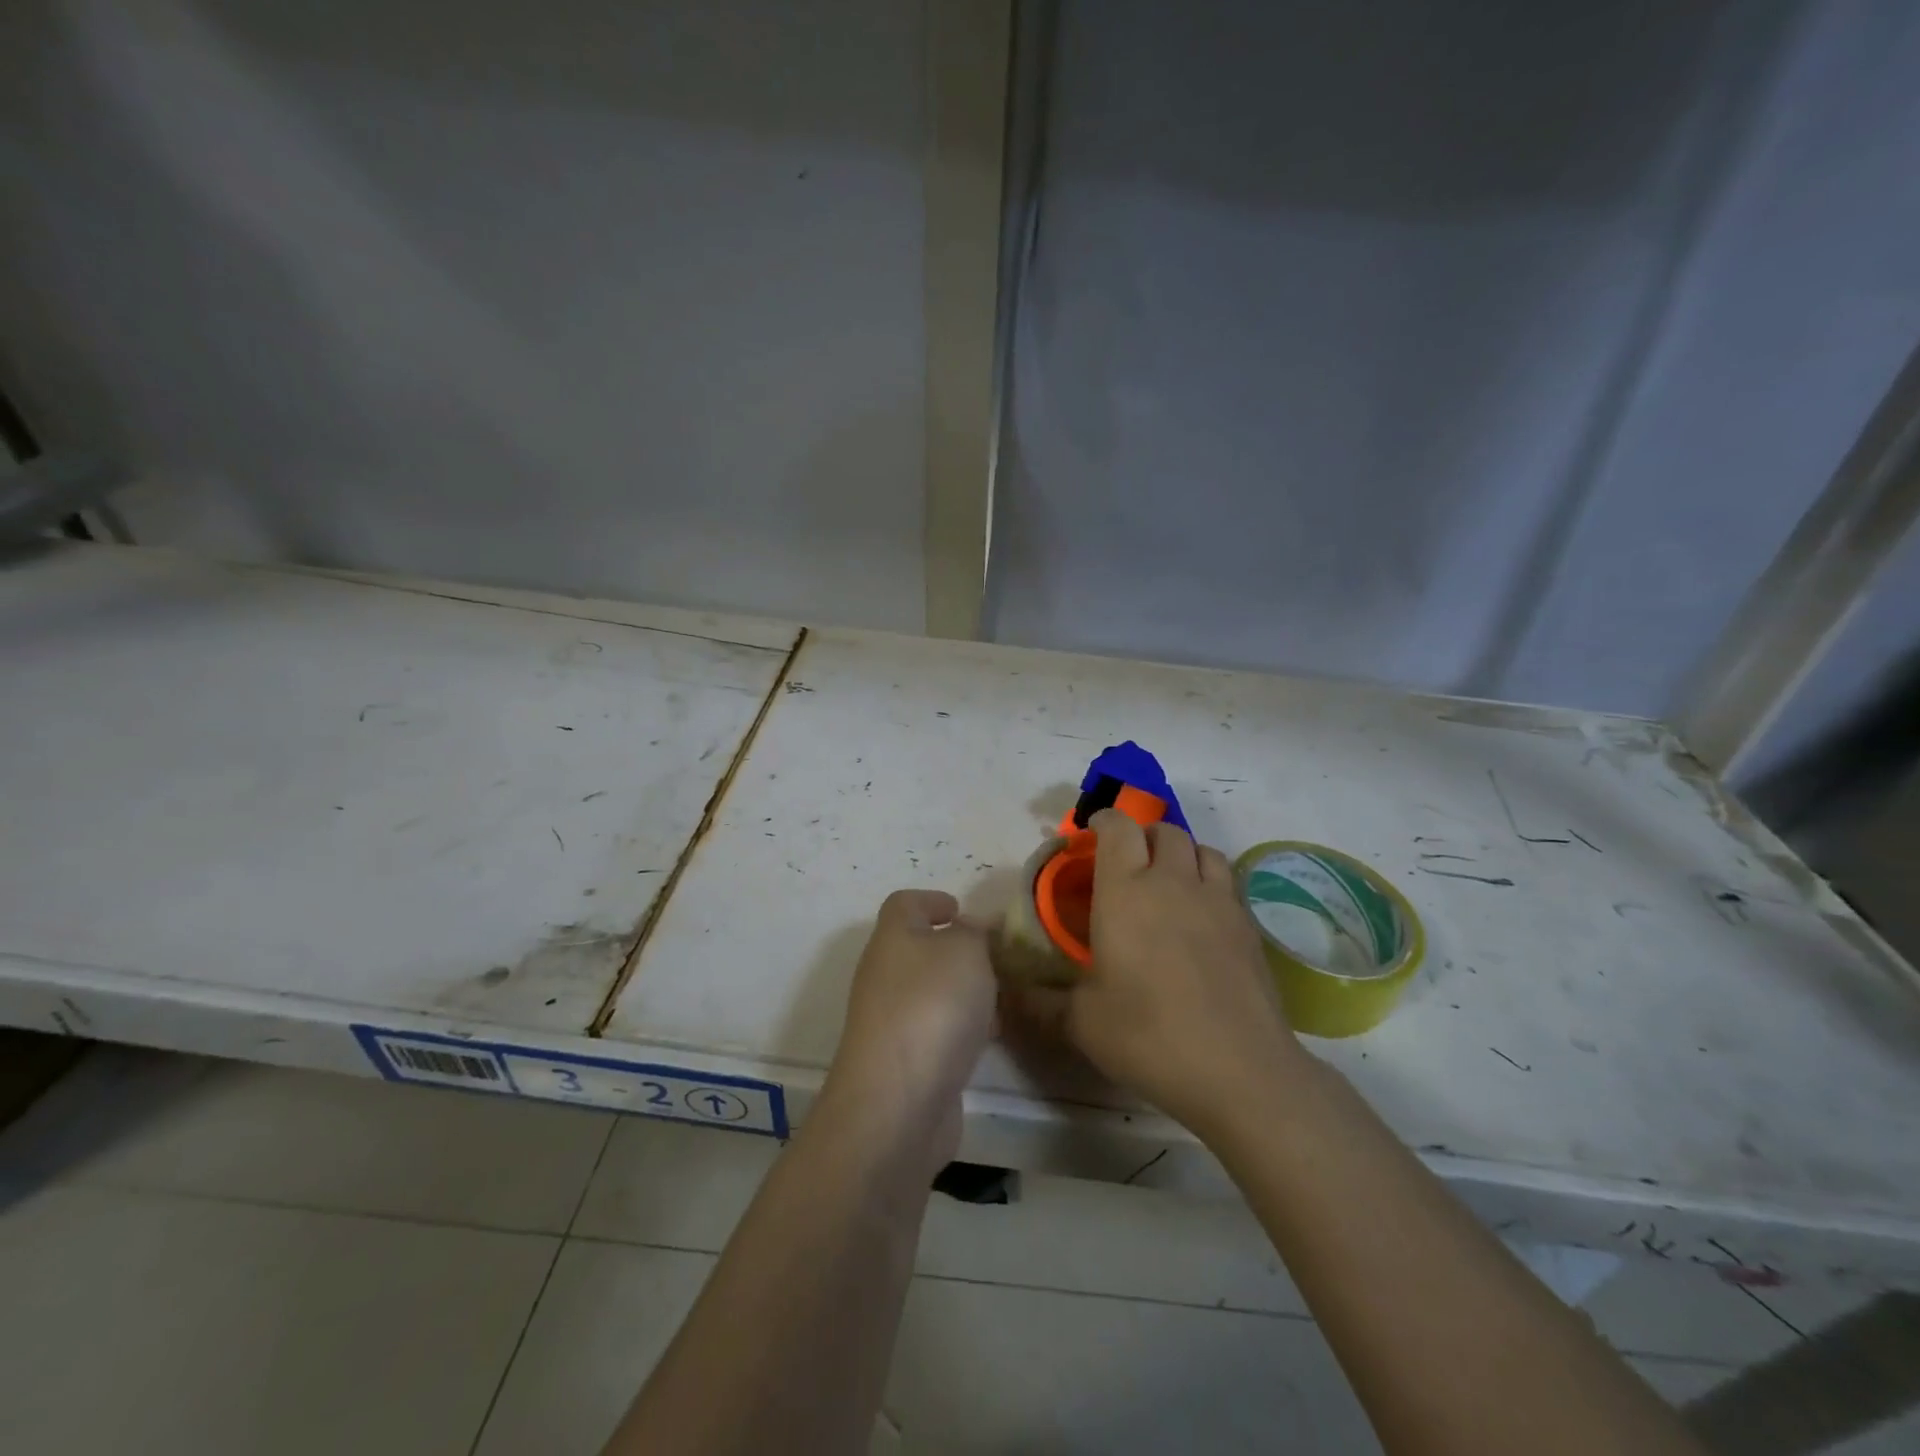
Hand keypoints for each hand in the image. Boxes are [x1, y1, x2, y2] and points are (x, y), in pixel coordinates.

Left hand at [821, 889, 996, 1169]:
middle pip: (919, 949)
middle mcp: (885, 975)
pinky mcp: (905, 1061)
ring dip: (966, 991)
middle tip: (999, 956)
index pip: (904, 904)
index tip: (962, 909)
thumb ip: (976, 932)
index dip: (932, 900)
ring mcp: (891, 1021)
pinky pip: (938, 1030)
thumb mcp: (966, 951)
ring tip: (1006, 996)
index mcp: (893, 938)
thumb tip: (975, 927)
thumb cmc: (931, 1008)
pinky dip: (964, 1027)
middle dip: (959, 950)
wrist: (897, 1103)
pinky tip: (992, 1038)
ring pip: (932, 992)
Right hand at [1038, 811, 1304, 1134]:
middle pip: (1164, 830)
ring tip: (1169, 881)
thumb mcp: (1081, 1023)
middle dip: (1143, 835)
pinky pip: (1227, 882)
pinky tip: (1201, 917)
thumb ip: (1041, 1002)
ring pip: (1202, 849)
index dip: (1105, 821)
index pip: (1118, 829)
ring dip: (1182, 853)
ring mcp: (1217, 902)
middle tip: (1128, 862)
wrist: (1239, 1070)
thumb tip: (1008, 995)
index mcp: (1126, 892)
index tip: (1092, 833)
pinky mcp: (1248, 926)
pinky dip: (1209, 882)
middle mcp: (1173, 883)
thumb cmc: (1148, 1036)